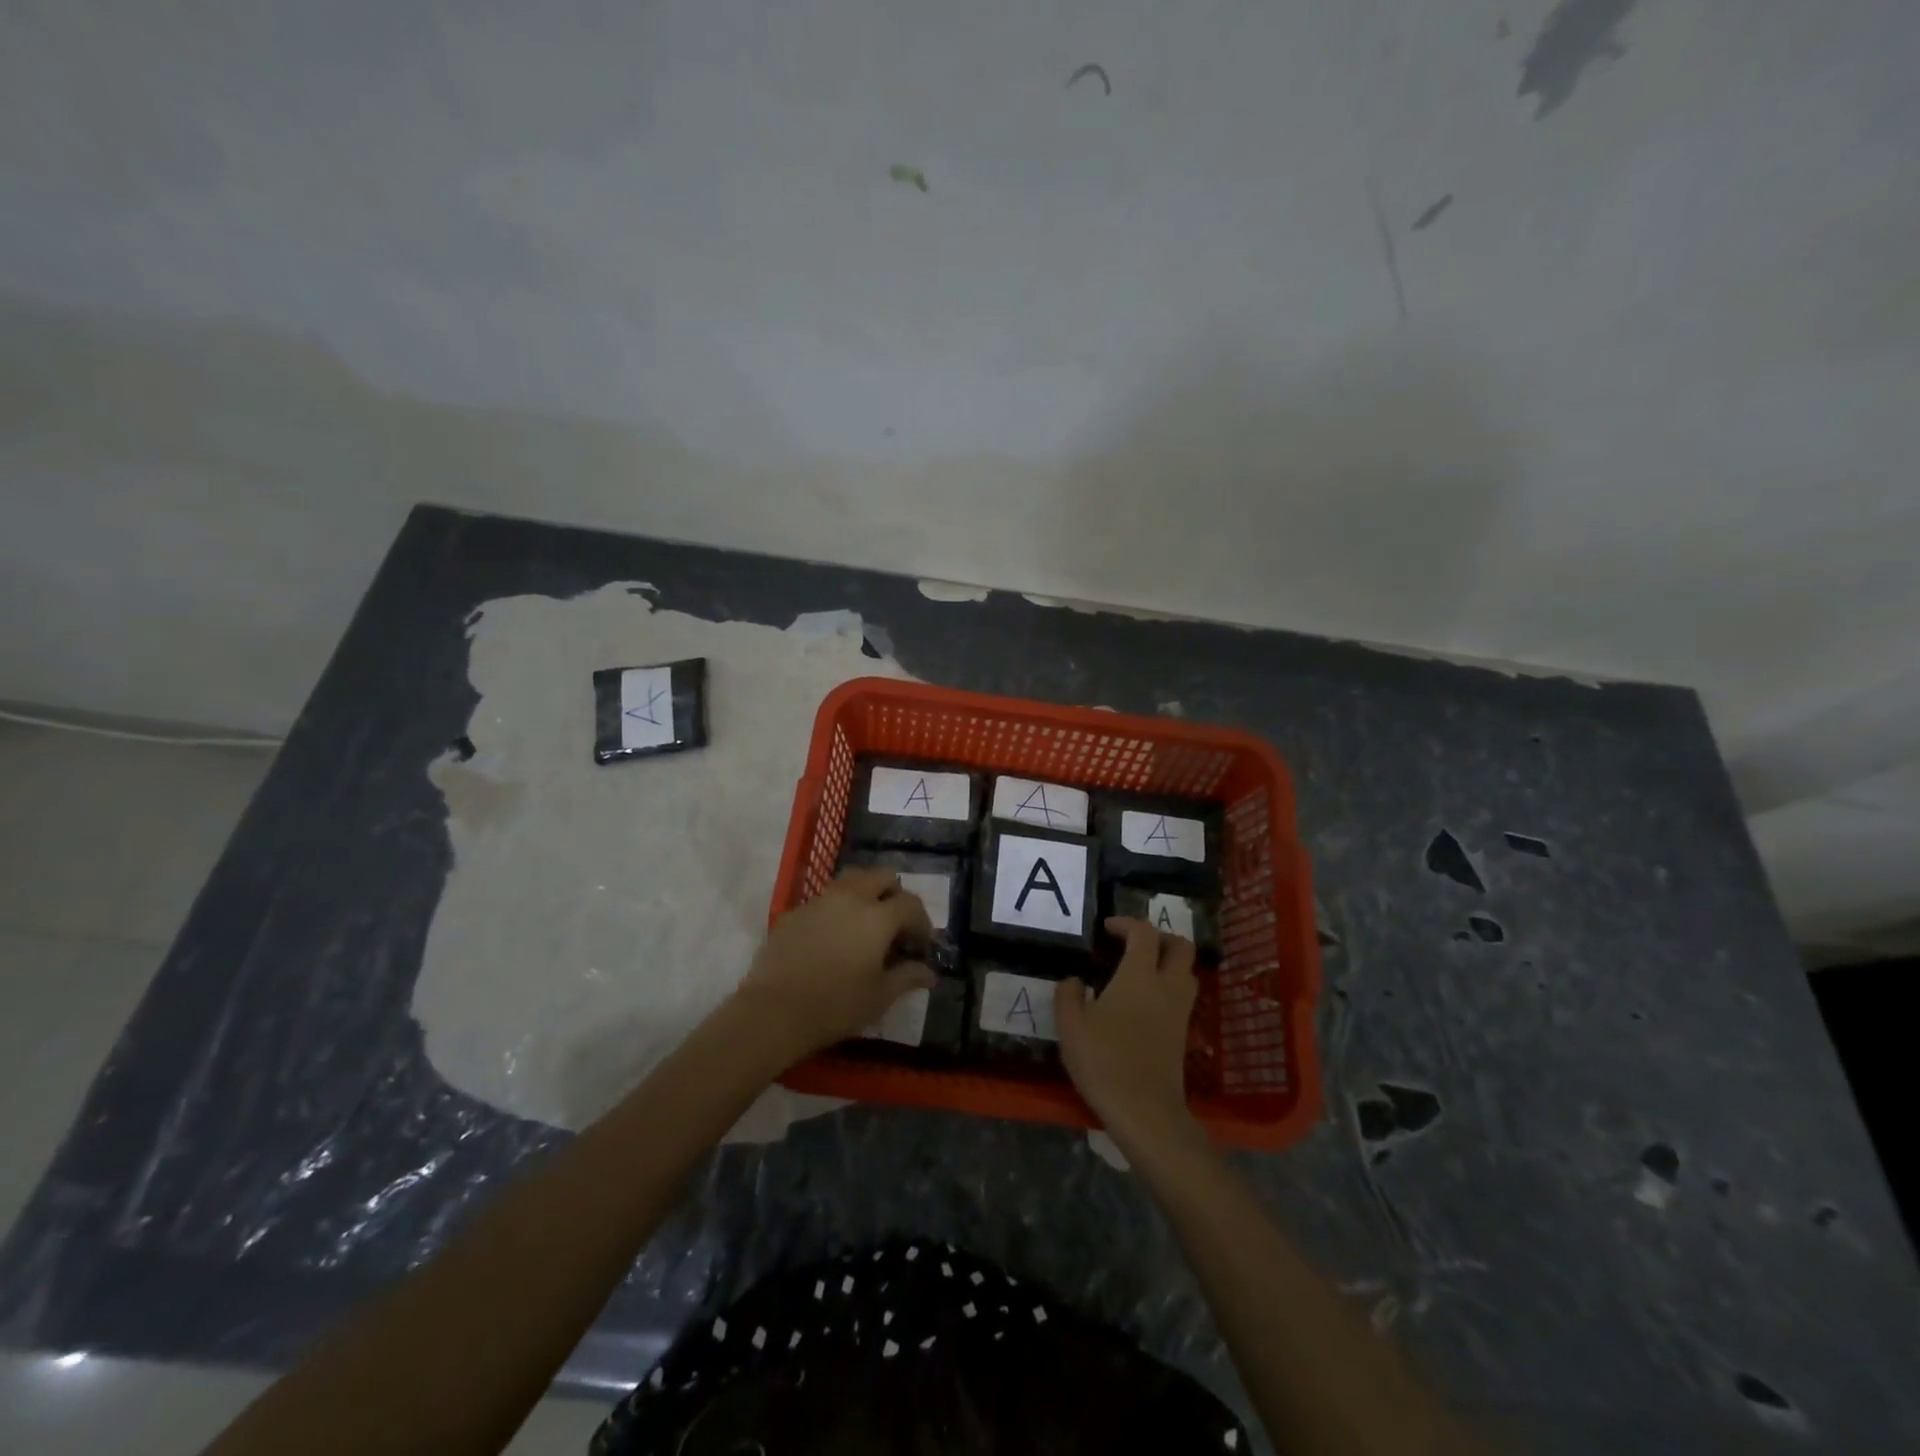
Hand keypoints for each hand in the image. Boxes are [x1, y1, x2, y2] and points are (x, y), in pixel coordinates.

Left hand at [733, 867, 935, 1068]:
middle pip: (881, 876)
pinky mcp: (794, 912)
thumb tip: (929, 973)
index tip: (921, 944)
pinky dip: (836, 908)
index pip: (910, 904)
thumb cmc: (835, 1005)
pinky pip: (824, 899)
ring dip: (865, 893)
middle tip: (895, 924)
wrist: (773, 1011)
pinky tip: (832, 937)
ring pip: (851, 879)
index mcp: (877, 916)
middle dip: (894, 894)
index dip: (922, 922)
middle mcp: (850, 898)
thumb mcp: (879, 997)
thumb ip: (907, 977)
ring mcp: (819, 901)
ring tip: (864, 922)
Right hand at [1056, 918, 1203, 1153]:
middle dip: (1160, 937)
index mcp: (1139, 975)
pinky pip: (1183, 997)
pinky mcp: (1183, 1034)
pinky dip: (1169, 987)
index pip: (1144, 933)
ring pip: (1187, 972)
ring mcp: (1179, 1011)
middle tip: (1134, 943)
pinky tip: (1144, 1002)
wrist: (1145, 1111)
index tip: (1107, 928)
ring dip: (1169, 962)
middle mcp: (1166, 986)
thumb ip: (1068, 995)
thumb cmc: (1104, 1060)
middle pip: (1181, 946)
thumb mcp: (1071, 1026)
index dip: (1127, 923)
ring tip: (1141, 970)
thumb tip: (1074, 980)